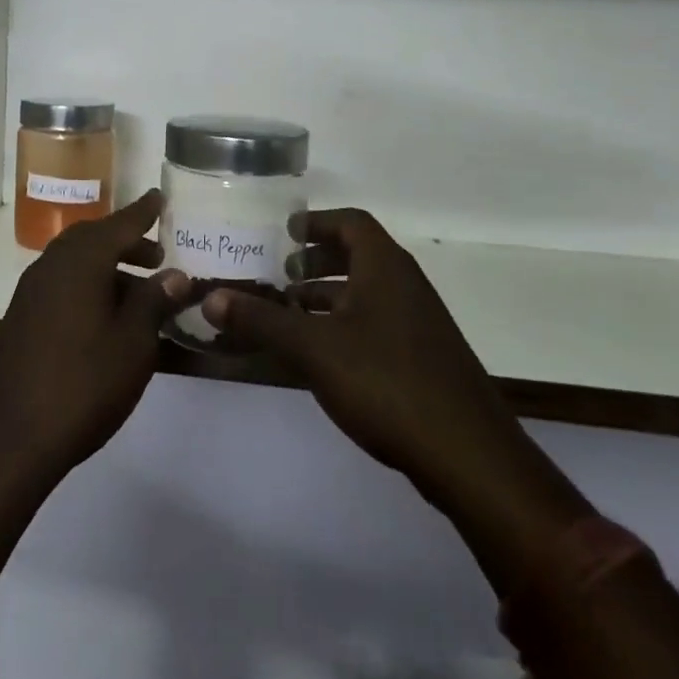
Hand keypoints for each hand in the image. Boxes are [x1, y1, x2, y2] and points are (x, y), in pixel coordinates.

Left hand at [0, 190, 191, 482]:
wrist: (9, 437)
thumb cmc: (82, 383)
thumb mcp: (133, 343)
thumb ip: (153, 301)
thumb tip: (174, 274)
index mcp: (81, 261)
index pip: (120, 224)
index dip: (144, 212)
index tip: (161, 197)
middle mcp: (52, 265)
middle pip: (94, 239)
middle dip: (127, 242)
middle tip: (157, 255)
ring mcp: (31, 291)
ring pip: (76, 262)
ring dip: (108, 267)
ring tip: (139, 291)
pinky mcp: (22, 317)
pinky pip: (62, 284)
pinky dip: (88, 285)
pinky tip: (106, 317)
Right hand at [204, 210, 588, 552]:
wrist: (469, 456)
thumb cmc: (387, 382)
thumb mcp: (313, 348)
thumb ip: (261, 320)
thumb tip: (209, 298)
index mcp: (384, 267)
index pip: (351, 222)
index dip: (316, 222)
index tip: (284, 233)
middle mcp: (405, 285)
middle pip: (358, 255)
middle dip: (316, 261)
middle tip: (280, 275)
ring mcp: (418, 323)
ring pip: (366, 293)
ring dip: (328, 296)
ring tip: (289, 314)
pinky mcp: (423, 358)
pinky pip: (376, 323)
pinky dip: (344, 324)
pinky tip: (320, 355)